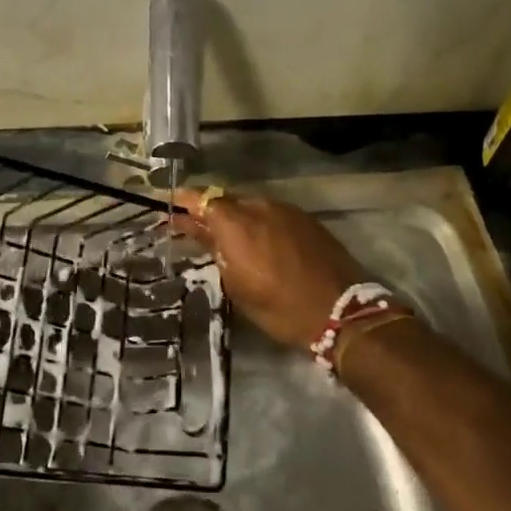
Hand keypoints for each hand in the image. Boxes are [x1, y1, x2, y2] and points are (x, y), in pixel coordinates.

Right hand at [173, 189, 368, 350]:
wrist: (341, 311)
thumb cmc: (279, 307)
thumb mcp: (237, 285)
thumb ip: (216, 251)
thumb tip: (200, 231)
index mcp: (236, 223)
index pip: (202, 198)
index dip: (183, 199)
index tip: (168, 203)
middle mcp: (260, 207)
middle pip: (227, 200)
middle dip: (210, 212)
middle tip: (196, 228)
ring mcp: (286, 210)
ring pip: (251, 206)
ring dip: (236, 218)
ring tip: (229, 239)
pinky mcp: (306, 219)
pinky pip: (273, 214)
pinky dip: (259, 223)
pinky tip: (260, 243)